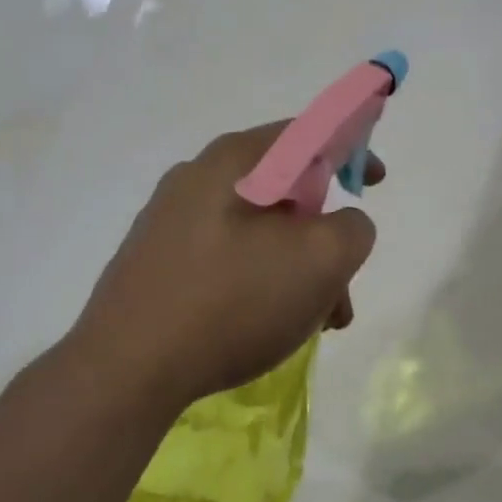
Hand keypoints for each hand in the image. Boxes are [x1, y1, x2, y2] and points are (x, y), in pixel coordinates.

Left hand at [70, 124, 380, 412]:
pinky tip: (267, 327)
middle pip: (285, 191)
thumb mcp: (321, 260)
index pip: (307, 132)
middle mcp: (198, 178)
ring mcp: (170, 221)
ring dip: (298, 270)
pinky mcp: (156, 262)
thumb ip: (352, 228)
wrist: (127, 369)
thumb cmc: (233, 302)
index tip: (374, 183)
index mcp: (236, 162)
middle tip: (343, 288)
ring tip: (313, 324)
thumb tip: (341, 225)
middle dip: (326, 237)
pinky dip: (261, 283)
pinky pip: (227, 258)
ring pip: (259, 233)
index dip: (352, 147)